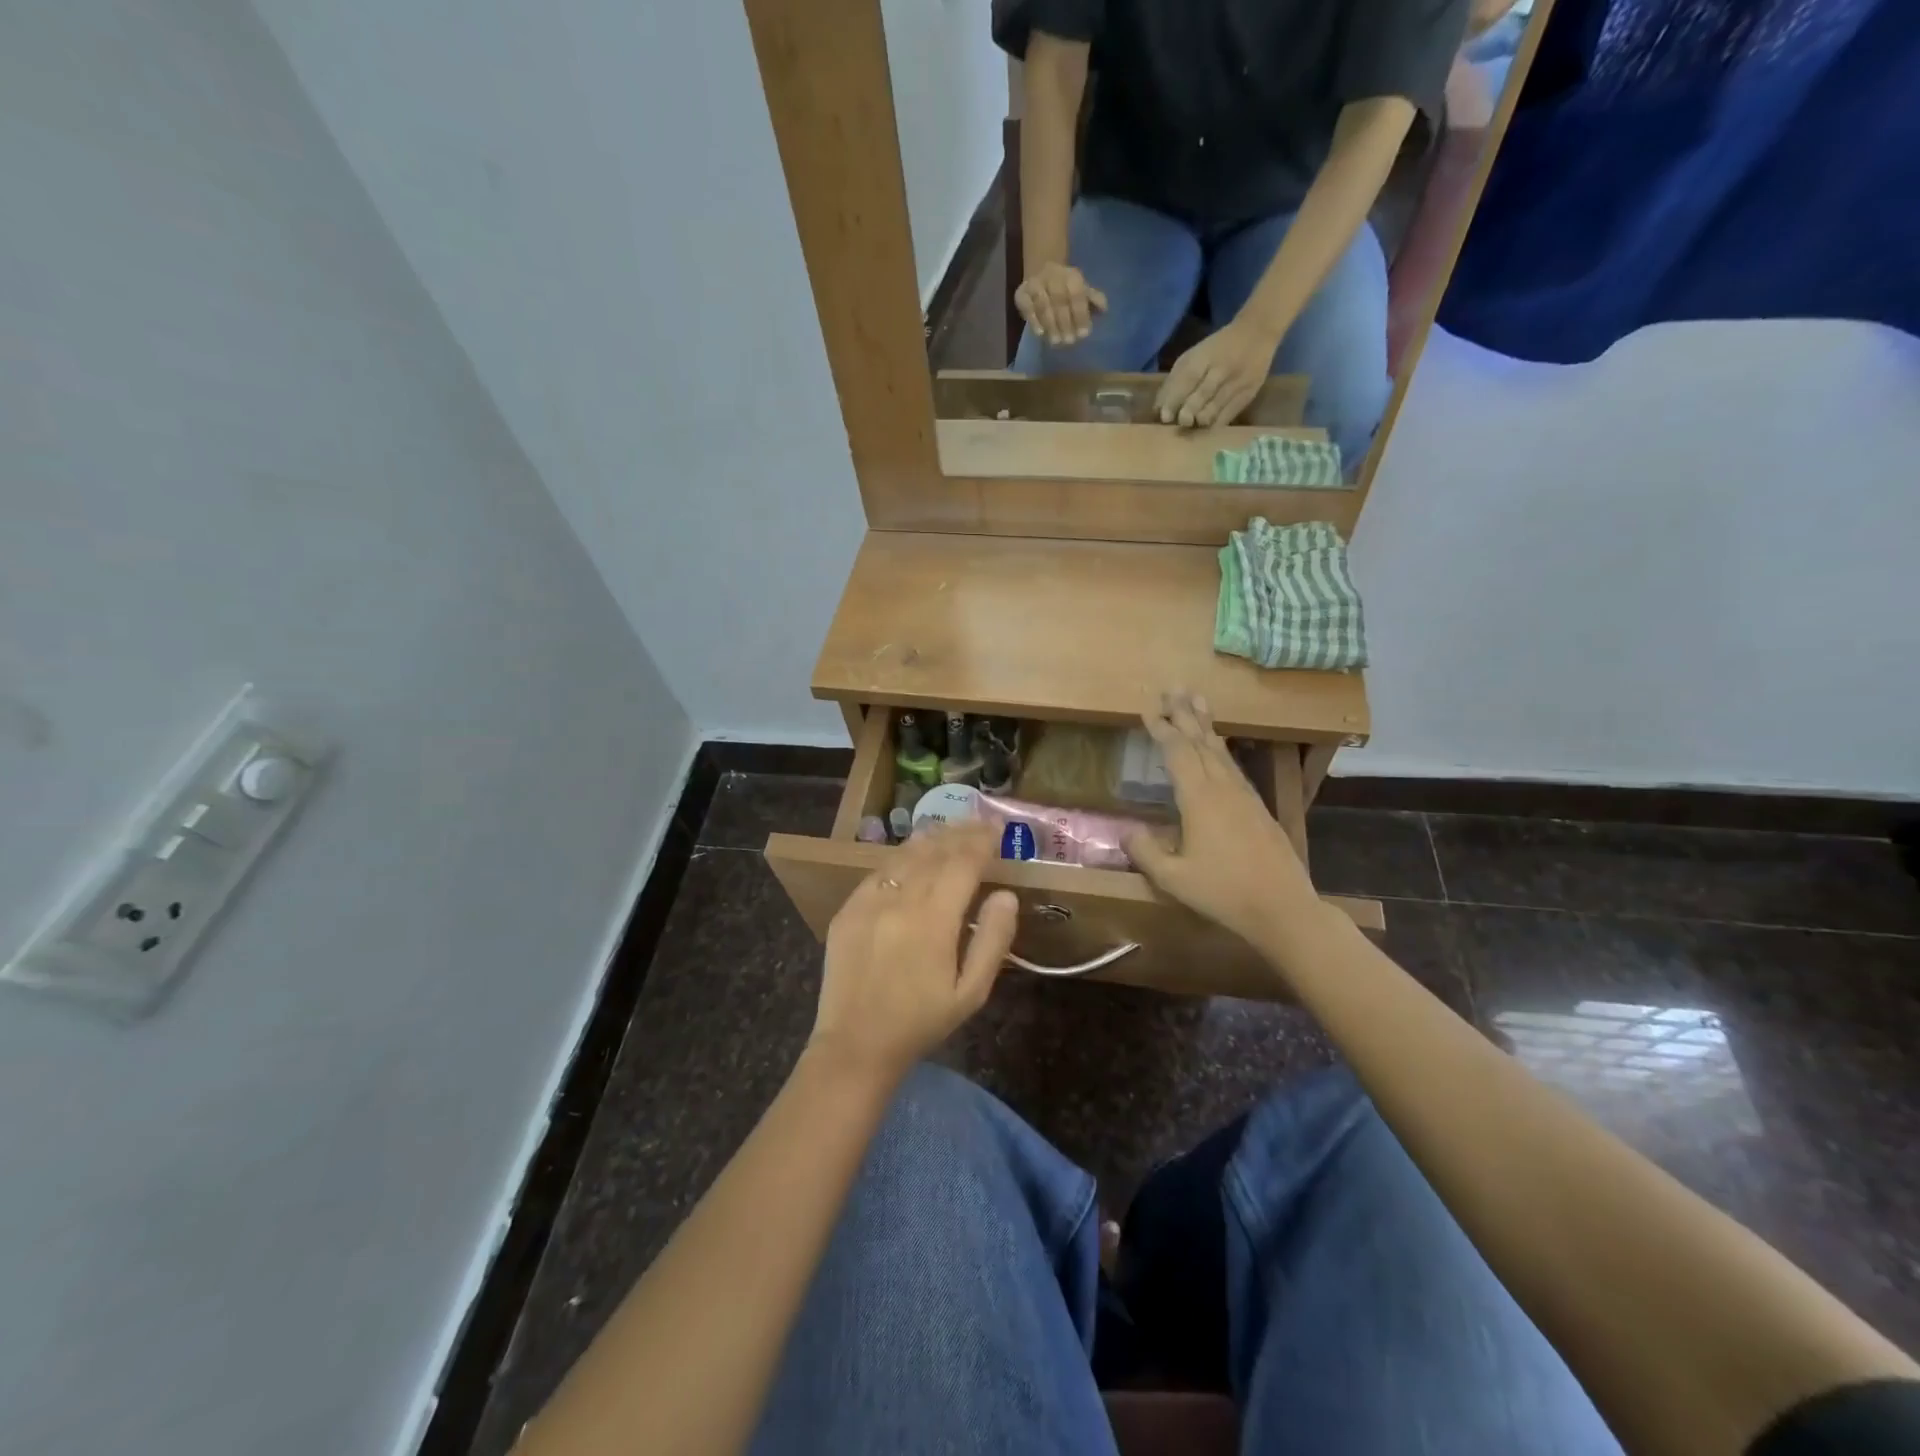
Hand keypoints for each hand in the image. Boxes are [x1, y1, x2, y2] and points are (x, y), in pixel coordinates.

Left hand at [809, 824, 1018, 1081]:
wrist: (856, 1045)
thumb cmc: (921, 1022)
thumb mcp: (971, 992)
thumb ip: (993, 940)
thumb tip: (1006, 894)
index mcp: (933, 920)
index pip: (963, 863)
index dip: (982, 842)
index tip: (998, 830)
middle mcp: (900, 900)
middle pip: (934, 852)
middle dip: (960, 833)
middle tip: (980, 824)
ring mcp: (868, 901)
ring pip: (904, 855)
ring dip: (931, 839)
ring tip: (951, 831)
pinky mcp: (848, 909)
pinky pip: (879, 871)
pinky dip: (901, 858)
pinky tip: (912, 856)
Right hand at [1015, 262, 1108, 346]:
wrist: (1040, 271)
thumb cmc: (1066, 288)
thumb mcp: (1082, 290)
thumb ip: (1092, 300)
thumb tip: (1104, 309)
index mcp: (1071, 275)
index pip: (1077, 294)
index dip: (1081, 315)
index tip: (1084, 334)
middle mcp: (1052, 276)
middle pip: (1059, 300)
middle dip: (1065, 322)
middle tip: (1069, 341)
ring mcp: (1035, 284)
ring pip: (1043, 304)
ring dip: (1050, 324)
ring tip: (1056, 342)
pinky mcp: (1021, 293)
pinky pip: (1027, 307)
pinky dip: (1033, 320)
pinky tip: (1040, 334)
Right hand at [1124, 693, 1321, 954]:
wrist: (1283, 907)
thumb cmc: (1223, 892)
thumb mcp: (1173, 878)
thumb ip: (1146, 852)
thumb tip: (1127, 831)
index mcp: (1200, 798)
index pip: (1178, 752)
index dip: (1162, 729)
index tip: (1148, 709)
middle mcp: (1223, 788)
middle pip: (1201, 741)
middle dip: (1185, 714)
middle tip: (1174, 688)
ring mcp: (1244, 796)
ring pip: (1221, 751)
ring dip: (1206, 725)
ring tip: (1197, 703)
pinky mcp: (1258, 808)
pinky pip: (1233, 766)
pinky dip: (1220, 749)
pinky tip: (1219, 749)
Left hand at [1155, 318, 1282, 427]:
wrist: (1258, 333)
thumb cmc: (1218, 348)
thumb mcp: (1196, 355)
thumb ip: (1176, 379)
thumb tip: (1158, 409)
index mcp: (1205, 356)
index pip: (1188, 379)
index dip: (1174, 400)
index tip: (1164, 417)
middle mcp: (1222, 369)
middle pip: (1201, 396)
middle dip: (1187, 413)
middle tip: (1180, 423)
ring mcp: (1237, 382)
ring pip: (1215, 409)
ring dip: (1200, 421)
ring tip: (1192, 426)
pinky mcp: (1248, 394)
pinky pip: (1228, 415)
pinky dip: (1214, 424)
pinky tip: (1206, 428)